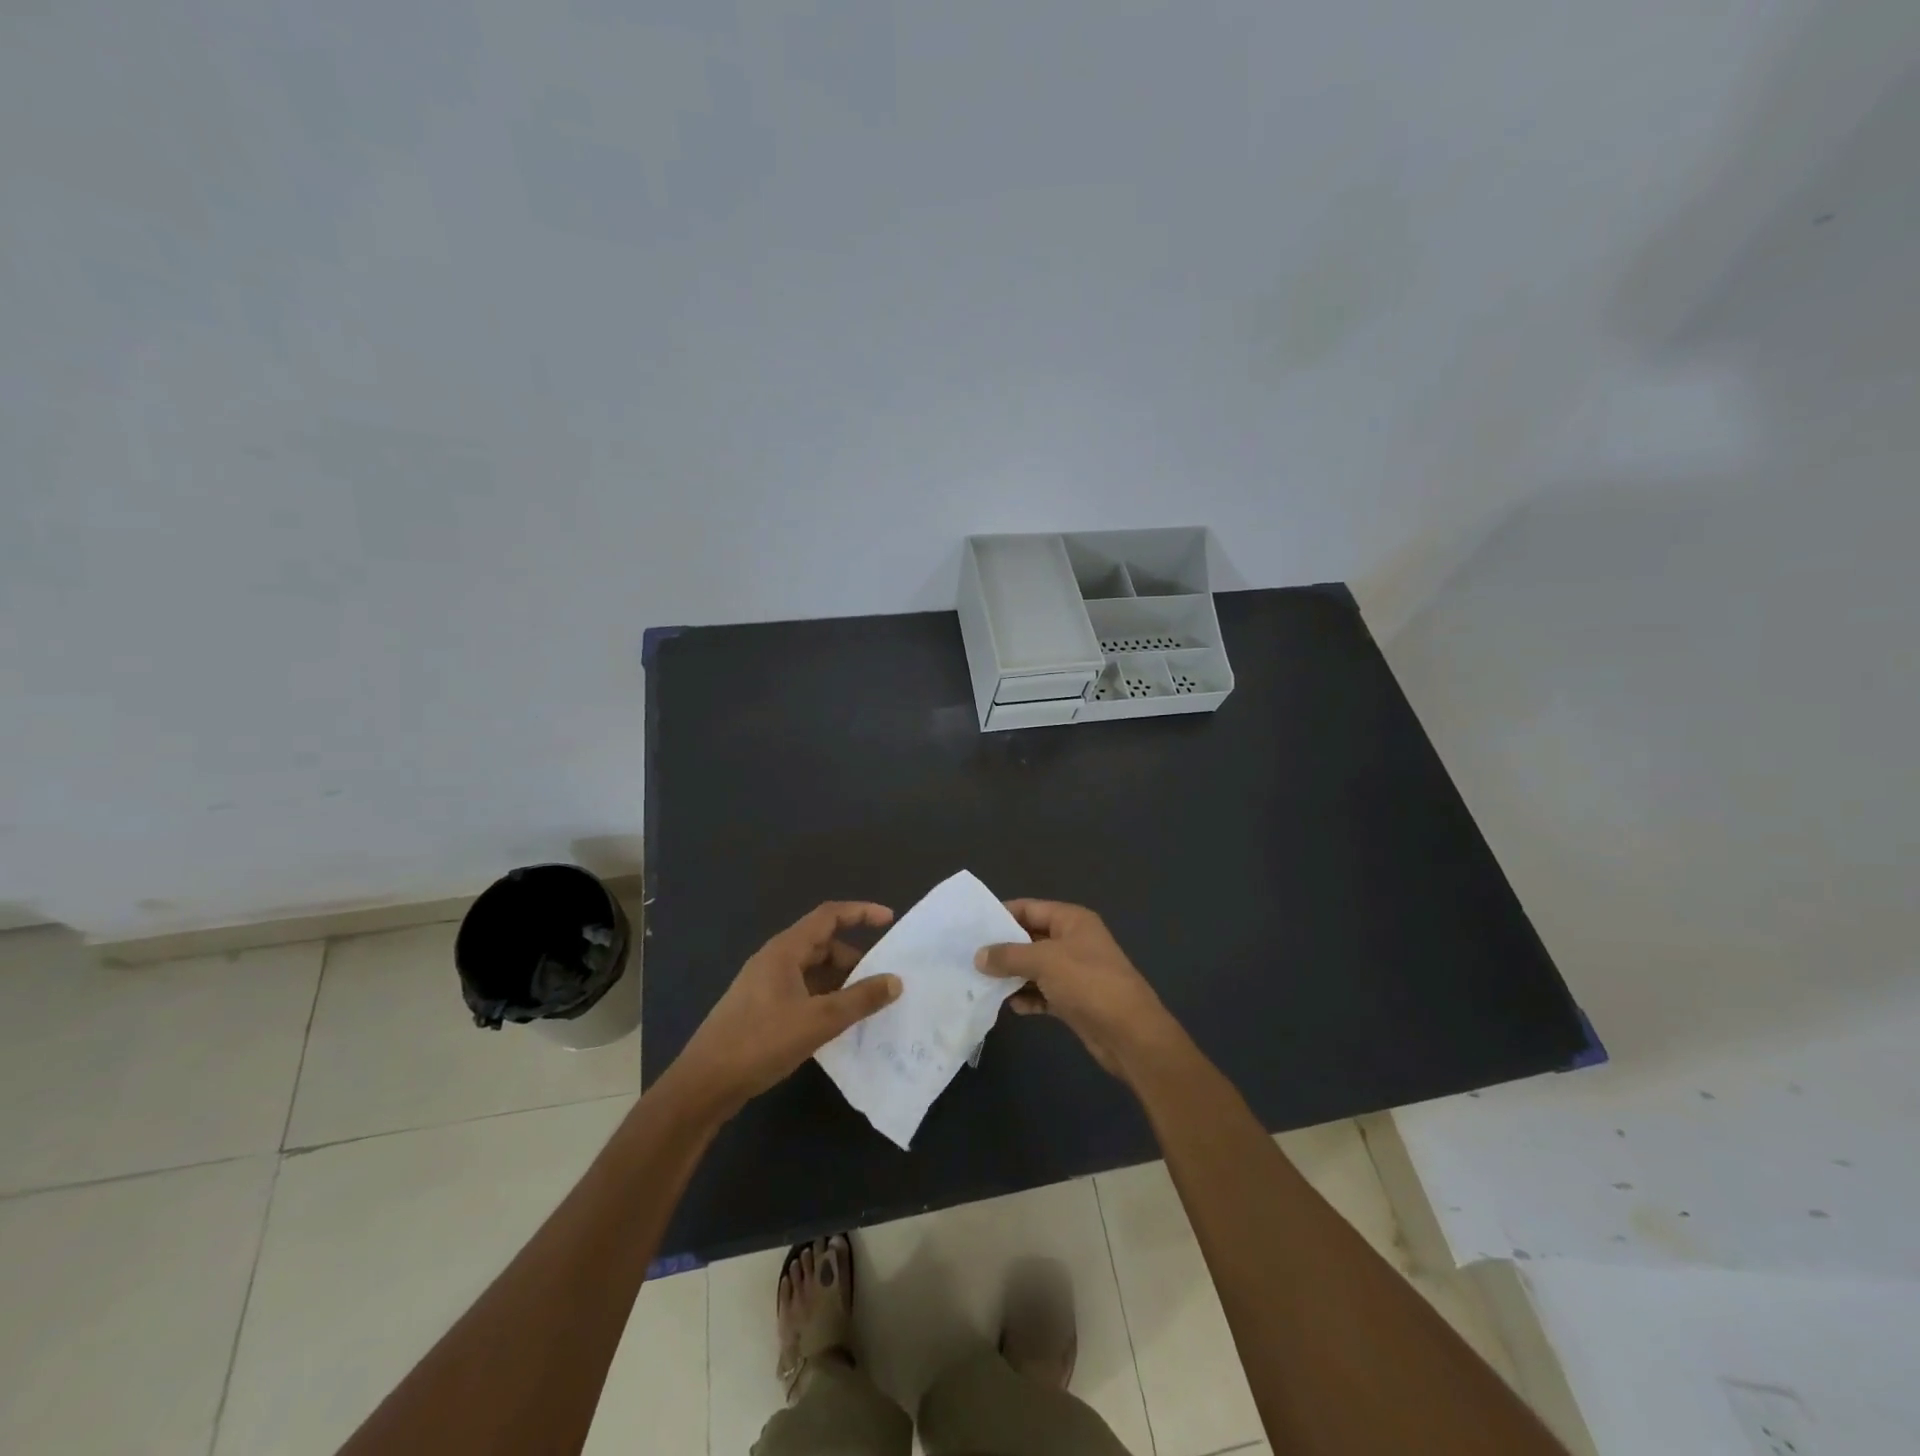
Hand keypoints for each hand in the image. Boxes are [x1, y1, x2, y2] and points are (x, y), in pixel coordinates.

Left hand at [670, 902, 901, 1116]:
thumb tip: (896, 981)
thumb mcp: (818, 1021)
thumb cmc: (760, 1042)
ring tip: (865, 1004)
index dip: (860, 912)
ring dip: (840, 981)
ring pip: (812, 970)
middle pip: (822, 944)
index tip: (889, 920)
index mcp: (785, 950)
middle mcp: (774, 960)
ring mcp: (765, 985)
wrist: (703, 1084)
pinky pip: (802, 991)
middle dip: (854, 957)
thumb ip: (860, 999)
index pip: (828, 915)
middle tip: (881, 979)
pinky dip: (824, 998)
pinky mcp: (761, 1009)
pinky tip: (837, 1023)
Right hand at [975, 900, 1180, 1078]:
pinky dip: (1028, 997)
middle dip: (1003, 948)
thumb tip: (978, 955)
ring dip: (1012, 975)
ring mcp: (1074, 972)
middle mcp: (1073, 941)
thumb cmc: (1089, 983)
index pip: (1029, 908)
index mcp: (1072, 920)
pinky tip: (1011, 1006)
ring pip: (1035, 967)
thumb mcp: (1045, 961)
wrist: (1130, 1034)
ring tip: (981, 983)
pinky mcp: (1074, 1000)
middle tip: (969, 957)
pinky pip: (1043, 992)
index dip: (1001, 914)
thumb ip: (1009, 955)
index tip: (971, 926)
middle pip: (1030, 938)